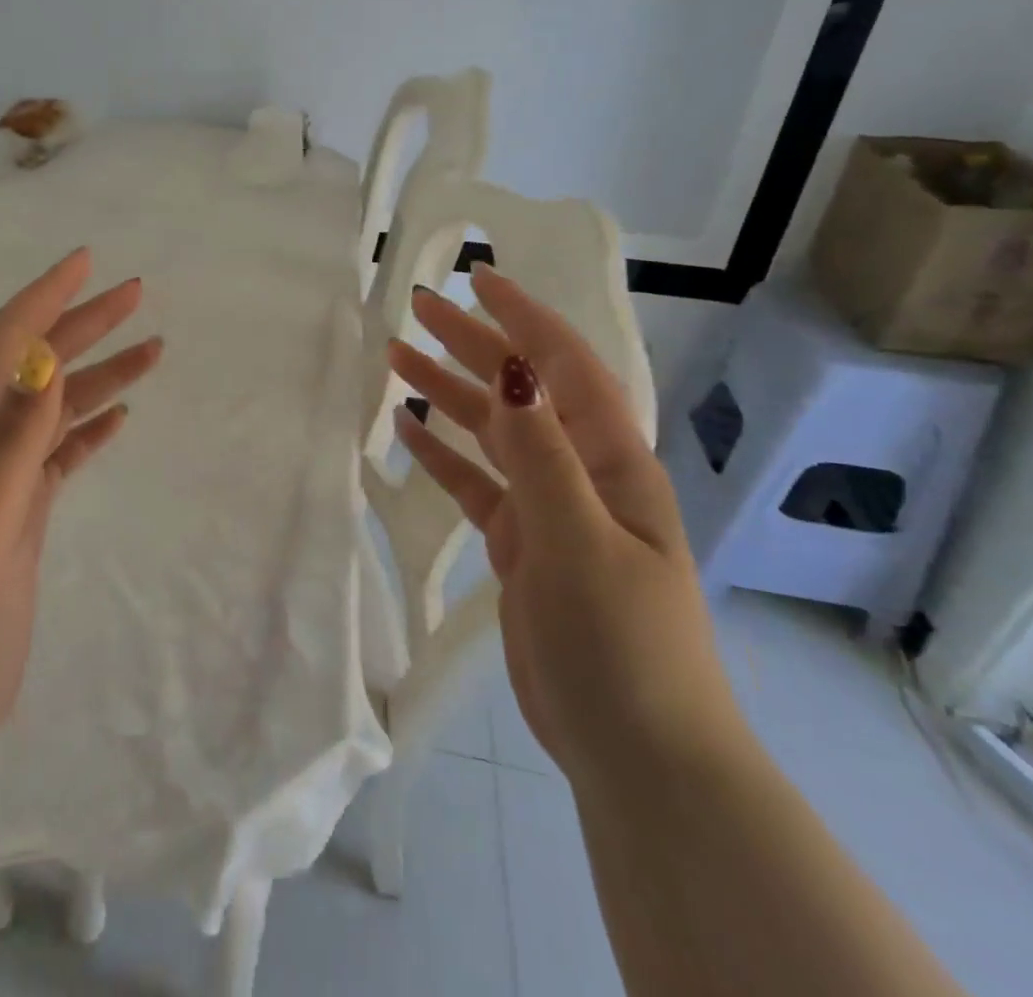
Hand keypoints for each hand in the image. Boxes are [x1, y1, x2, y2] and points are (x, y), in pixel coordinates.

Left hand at [0, 247, 161, 747]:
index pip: (6, 345)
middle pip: (36, 365)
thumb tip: (41, 361)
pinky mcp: (16, 518)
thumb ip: (7, 445)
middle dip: (84, 323)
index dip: (44, 297)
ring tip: (151, 351)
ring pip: (55, 408)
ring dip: (99, 374)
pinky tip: (117, 417)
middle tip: (136, 294)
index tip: (87, 261)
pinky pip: (58, 455)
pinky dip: (89, 428)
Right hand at [387, 263, 745, 792]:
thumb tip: (512, 369)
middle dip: (471, 343)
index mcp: (610, 462)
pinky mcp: (521, 546)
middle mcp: (580, 473)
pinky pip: (475, 484)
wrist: (636, 753)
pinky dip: (442, 455)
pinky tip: (407, 431)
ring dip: (448, 392)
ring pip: (490, 433)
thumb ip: (542, 454)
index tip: (476, 279)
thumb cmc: (621, 644)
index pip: (564, 367)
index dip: (523, 318)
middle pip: (519, 391)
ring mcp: (549, 510)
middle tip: (415, 307)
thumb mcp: (580, 541)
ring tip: (396, 358)